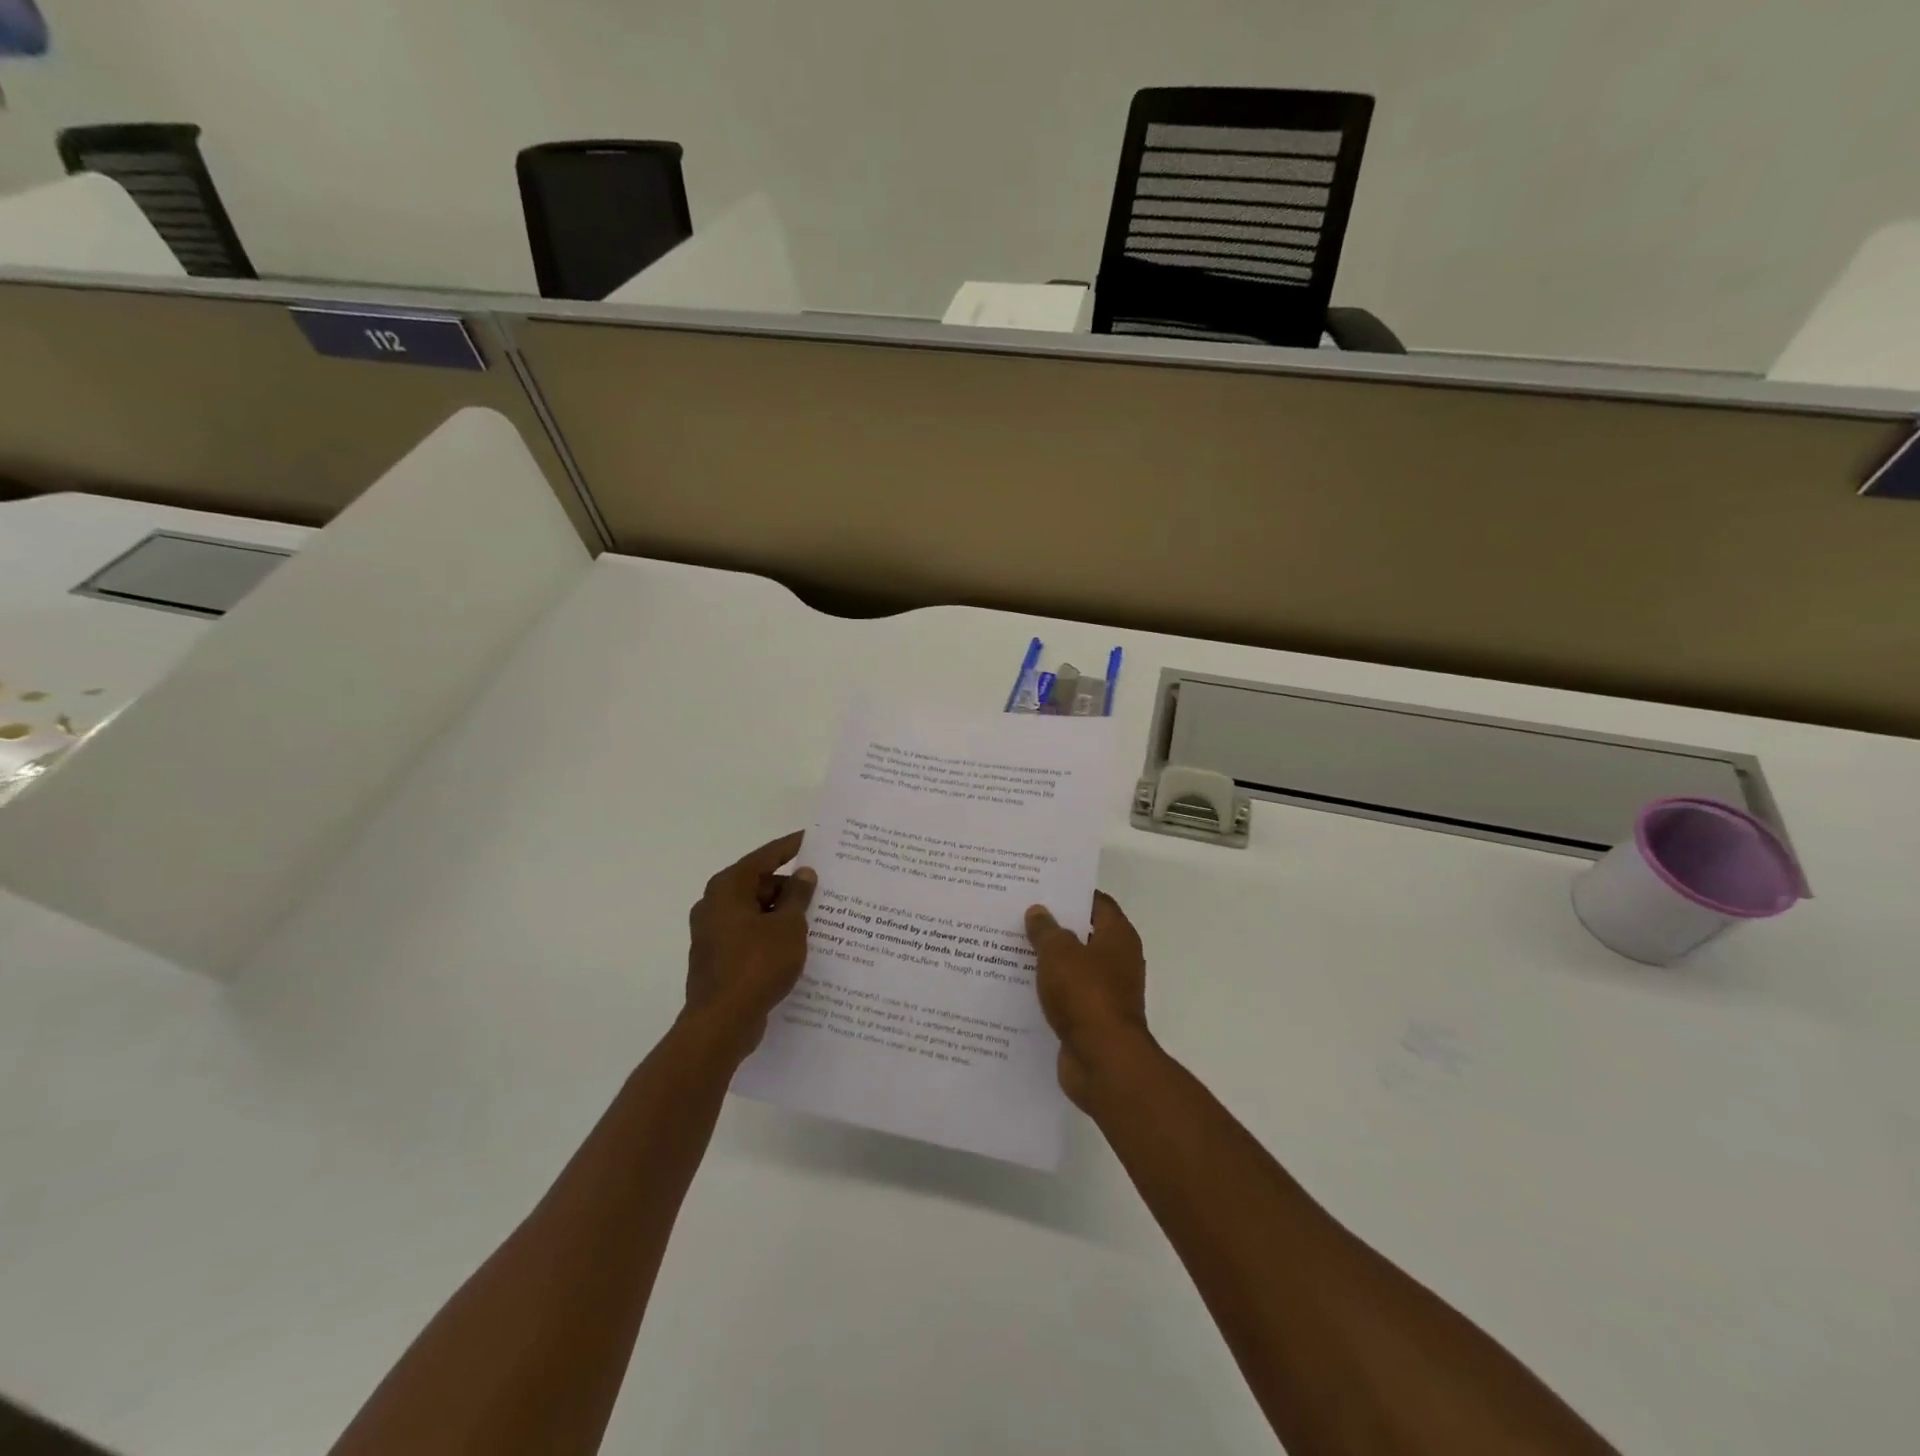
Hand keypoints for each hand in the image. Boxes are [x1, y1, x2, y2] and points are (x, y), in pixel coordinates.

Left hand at [684, 831, 816, 1054]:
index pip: (765, 856)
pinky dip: (771, 934)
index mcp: (728, 888)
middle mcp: (715, 904)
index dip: (792, 847)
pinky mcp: (718, 957)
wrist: (721, 1023)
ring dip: (783, 913)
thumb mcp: (788, 927)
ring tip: (818, 918)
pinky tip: (797, 944)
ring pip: (755, 911)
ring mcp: (713, 933)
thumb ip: (798, 896)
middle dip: (791, 886)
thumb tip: (804, 873)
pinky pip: (750, 934)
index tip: (814, 840)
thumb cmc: (756, 965)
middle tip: (824, 888)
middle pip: (759, 884)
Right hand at [1025, 892, 1151, 1108]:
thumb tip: (1039, 911)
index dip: (1071, 893)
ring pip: (1072, 968)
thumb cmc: (1086, 995)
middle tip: (1019, 915)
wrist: (1104, 1061)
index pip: (1097, 903)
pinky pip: (1066, 997)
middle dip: (1054, 927)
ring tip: (1010, 948)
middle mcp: (1117, 962)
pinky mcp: (1091, 1021)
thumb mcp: (1058, 953)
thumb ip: (1046, 930)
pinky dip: (1047, 992)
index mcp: (1118, 937)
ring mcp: (1106, 993)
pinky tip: (1018, 986)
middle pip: (1083, 935)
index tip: (1041, 888)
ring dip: (1048, 961)